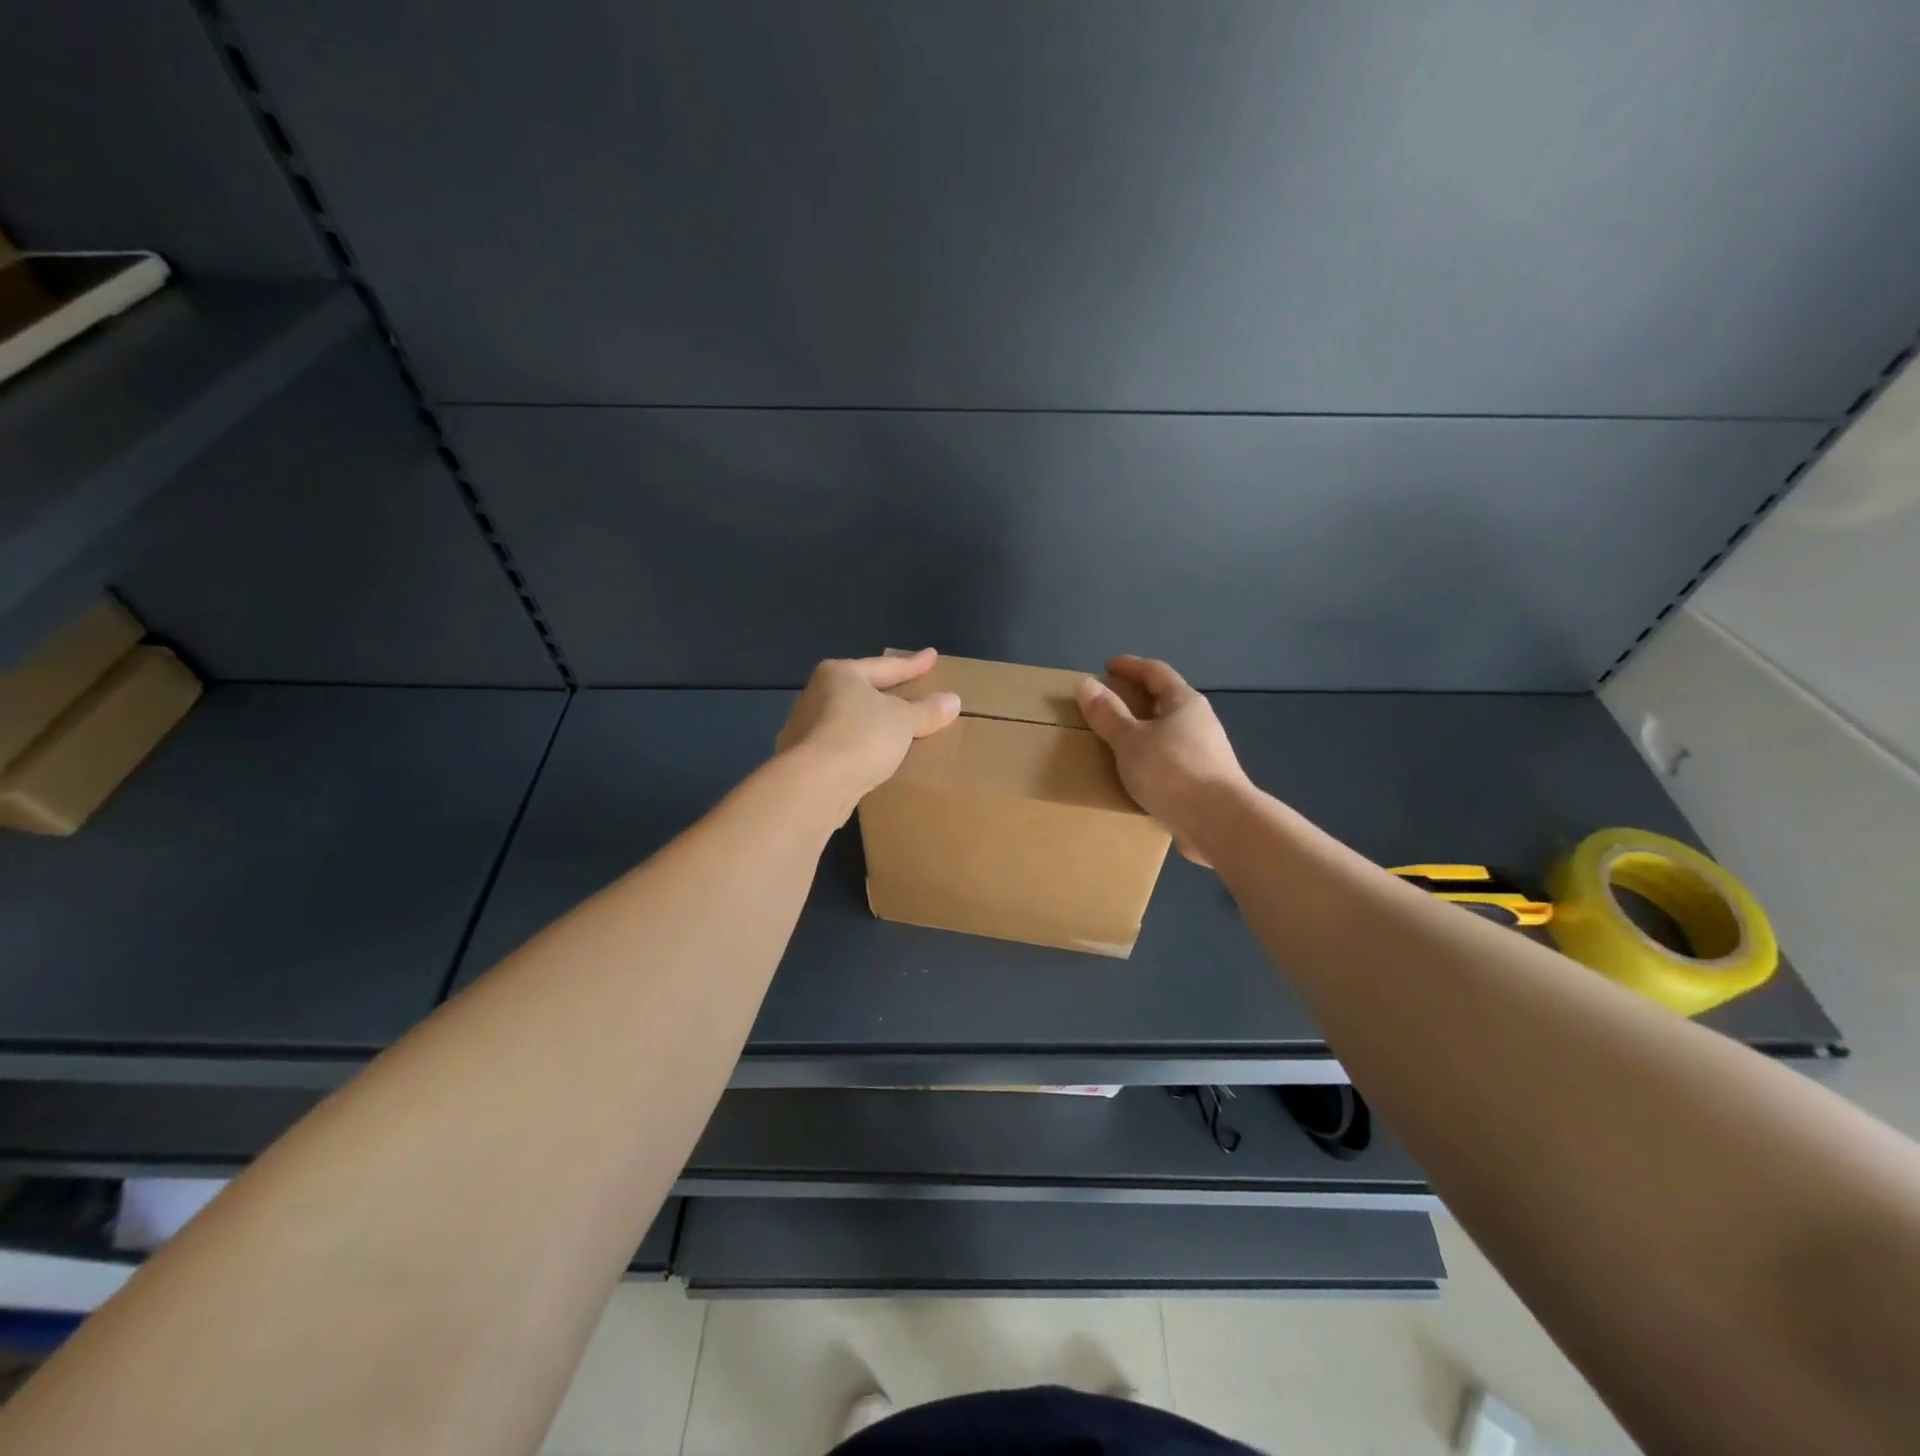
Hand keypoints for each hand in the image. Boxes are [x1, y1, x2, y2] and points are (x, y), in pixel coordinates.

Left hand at [777, 649, 961, 801]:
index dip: (913, 664)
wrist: (817, 783)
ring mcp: (805, 728)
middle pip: (861, 690)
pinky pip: (842, 746)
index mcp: (839, 674)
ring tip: (894, 729)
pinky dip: (859, 748)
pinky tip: (873, 758)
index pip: (885, 666)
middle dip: (886, 693)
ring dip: (871, 724)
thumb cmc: (862, 735)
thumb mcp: (904, 720)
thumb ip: (927, 710)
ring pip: (849, 719)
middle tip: (910, 691)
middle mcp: (816, 694)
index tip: (932, 656)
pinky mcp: (803, 760)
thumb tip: (953, 700)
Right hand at [1077, 655, 1249, 863]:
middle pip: (1166, 701)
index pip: (1156, 672)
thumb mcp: (1131, 740)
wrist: (1218, 821)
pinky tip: (1136, 773)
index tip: (1108, 667)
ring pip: (1169, 733)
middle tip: (1108, 703)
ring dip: (1145, 731)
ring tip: (1117, 740)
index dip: (1131, 666)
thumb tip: (1086, 684)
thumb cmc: (1172, 770)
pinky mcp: (1203, 782)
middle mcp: (1199, 722)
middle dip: (1137, 699)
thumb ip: (1108, 714)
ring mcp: (1205, 753)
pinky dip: (1151, 758)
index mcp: (1185, 702)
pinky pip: (1170, 760)